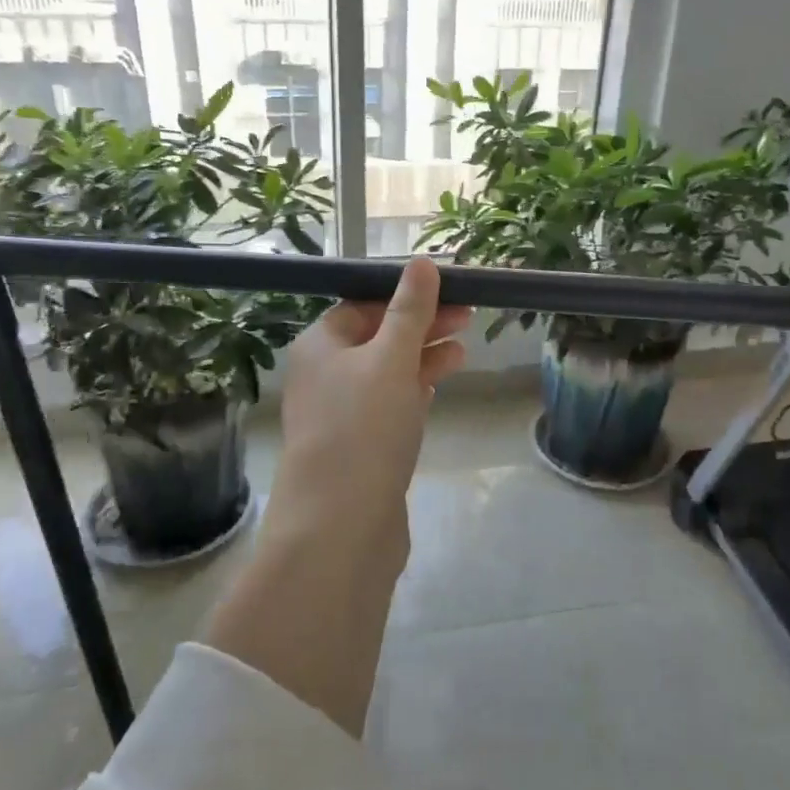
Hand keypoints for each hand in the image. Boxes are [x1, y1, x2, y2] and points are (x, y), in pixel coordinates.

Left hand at [275, 256, 470, 527]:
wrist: (340, 527)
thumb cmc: (363, 428)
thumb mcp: (391, 359)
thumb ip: (409, 311)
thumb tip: (422, 263)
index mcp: (320, 346)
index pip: (363, 304)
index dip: (405, 295)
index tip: (450, 290)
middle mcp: (325, 375)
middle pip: (378, 336)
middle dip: (422, 325)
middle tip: (469, 316)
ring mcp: (342, 414)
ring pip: (387, 372)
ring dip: (423, 357)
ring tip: (464, 350)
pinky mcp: (361, 447)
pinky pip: (390, 406)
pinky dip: (415, 390)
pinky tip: (440, 385)